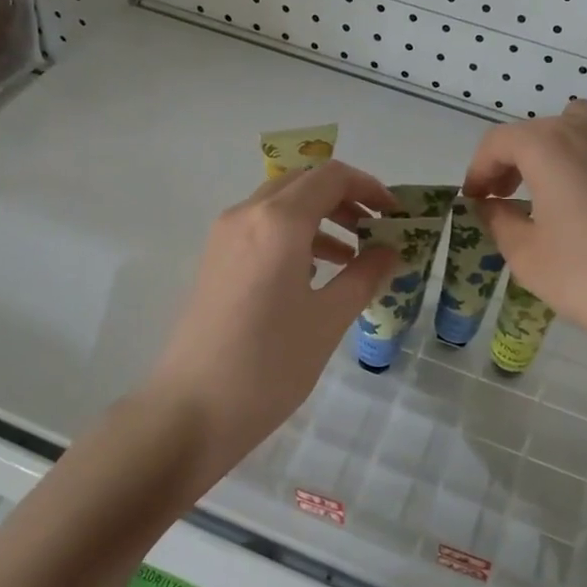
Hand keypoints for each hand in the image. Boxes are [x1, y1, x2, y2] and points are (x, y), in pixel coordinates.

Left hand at [148, 161, 397, 473]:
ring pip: (279, 204)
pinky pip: (260, 228)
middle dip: (344, 198)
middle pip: (303, 182)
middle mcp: (247, 215)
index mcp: (278, 222)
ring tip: (351, 256)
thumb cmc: (269, 364)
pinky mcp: (214, 260)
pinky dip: (293, 235)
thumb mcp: (328, 320)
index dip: (369, 187)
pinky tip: (314, 273)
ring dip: (319, 216)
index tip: (395, 215)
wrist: (192, 409)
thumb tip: (389, 251)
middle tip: (375, 230)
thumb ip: (364, 276)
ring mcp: (224, 236)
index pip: (331, 177)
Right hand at [465, 100, 586, 398]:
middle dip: (516, 160)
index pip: (499, 142)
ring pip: (584, 129)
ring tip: (556, 196)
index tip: (474, 201)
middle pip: (542, 130)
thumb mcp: (529, 257)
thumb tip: (492, 207)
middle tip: (507, 199)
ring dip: (559, 154)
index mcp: (550, 145)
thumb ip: (500, 222)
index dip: (478, 170)